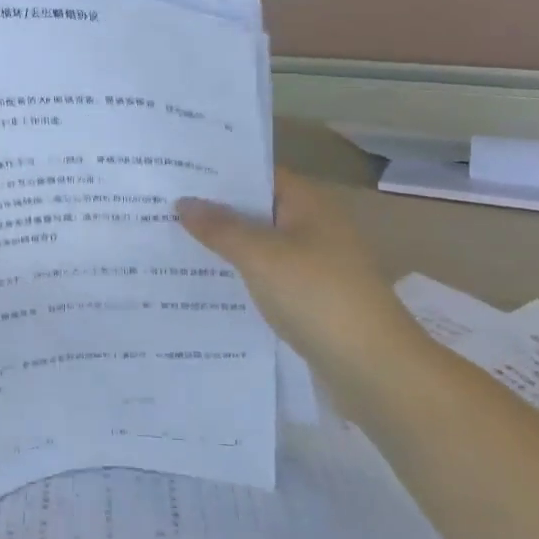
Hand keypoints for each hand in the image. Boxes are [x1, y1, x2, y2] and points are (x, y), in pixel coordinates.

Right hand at [177, 169, 418, 381]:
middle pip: (258, 209)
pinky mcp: (311, 298)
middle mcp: (313, 226)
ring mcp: (315, 263)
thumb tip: (183, 202)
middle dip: (216, 209)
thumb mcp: (261, 256)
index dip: (221, 172)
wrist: (374, 366)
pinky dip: (242, 275)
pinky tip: (207, 283)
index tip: (178, 172)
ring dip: (226, 244)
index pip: (259, 174)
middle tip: (164, 206)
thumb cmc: (317, 296)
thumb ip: (220, 228)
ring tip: (174, 241)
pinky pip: (268, 275)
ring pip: (261, 244)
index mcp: (308, 204)